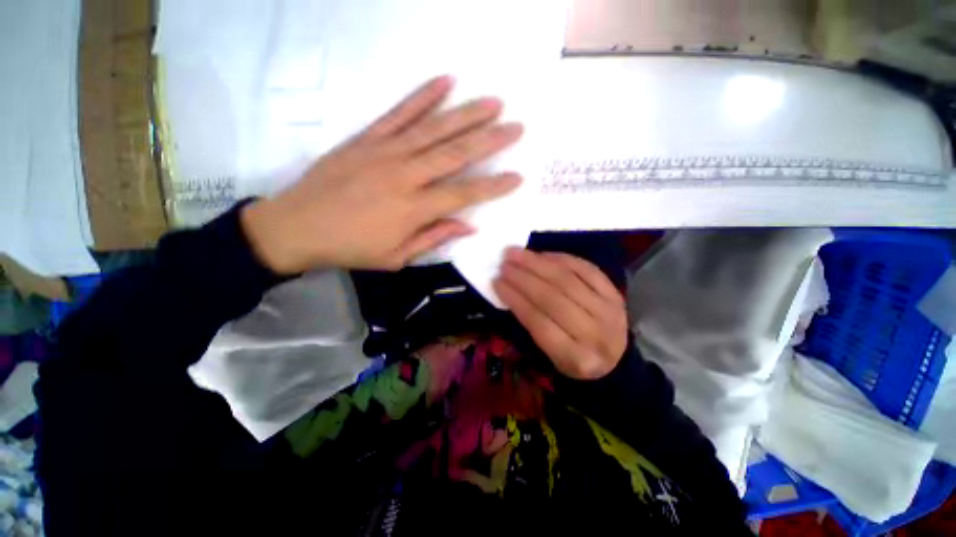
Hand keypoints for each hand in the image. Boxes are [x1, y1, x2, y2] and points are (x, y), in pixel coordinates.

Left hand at [241, 76, 523, 273]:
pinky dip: (422, 96)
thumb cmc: (351, 248)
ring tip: (493, 102)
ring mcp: (385, 152)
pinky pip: (399, 113)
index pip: (464, 194)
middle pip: (455, 154)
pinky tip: (445, 81)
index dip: (493, 186)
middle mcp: (405, 176)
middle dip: (490, 140)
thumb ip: (434, 238)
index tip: (517, 177)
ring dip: (466, 114)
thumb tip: (468, 226)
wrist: (297, 226)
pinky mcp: (367, 138)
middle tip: (515, 128)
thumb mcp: (397, 257)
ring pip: (434, 129)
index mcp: (414, 210)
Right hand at [494, 248, 628, 379]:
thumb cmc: (574, 359)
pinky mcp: (614, 293)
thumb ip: (530, 324)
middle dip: (524, 278)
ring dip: (538, 264)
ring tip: (516, 254)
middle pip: (553, 299)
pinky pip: (586, 269)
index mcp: (575, 358)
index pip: (539, 323)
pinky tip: (542, 255)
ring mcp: (608, 310)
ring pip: (568, 280)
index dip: (516, 299)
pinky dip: (561, 259)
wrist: (616, 359)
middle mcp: (595, 334)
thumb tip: (509, 288)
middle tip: (504, 264)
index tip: (497, 282)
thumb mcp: (550, 356)